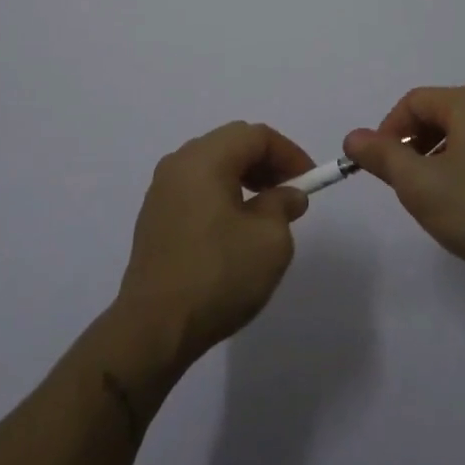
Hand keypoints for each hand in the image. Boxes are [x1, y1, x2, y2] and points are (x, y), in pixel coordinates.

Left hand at [116, 121, 313, 365]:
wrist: (153, 329)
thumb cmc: (218, 275)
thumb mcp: (270, 241)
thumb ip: (283, 206)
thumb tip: (287, 195)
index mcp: (205, 158)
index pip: (255, 135)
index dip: (289, 153)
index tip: (310, 180)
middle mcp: (178, 163)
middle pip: (231, 144)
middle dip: (266, 162)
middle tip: (290, 192)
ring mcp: (161, 190)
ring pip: (212, 165)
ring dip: (244, 178)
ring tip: (266, 211)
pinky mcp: (154, 217)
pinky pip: (195, 188)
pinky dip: (222, 194)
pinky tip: (234, 228)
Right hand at [343, 86, 464, 286]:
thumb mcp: (418, 184)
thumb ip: (382, 156)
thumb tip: (353, 137)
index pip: (414, 102)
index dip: (388, 129)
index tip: (378, 165)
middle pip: (437, 115)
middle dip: (411, 144)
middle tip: (399, 181)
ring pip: (459, 135)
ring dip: (433, 158)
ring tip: (427, 196)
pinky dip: (458, 168)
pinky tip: (459, 204)